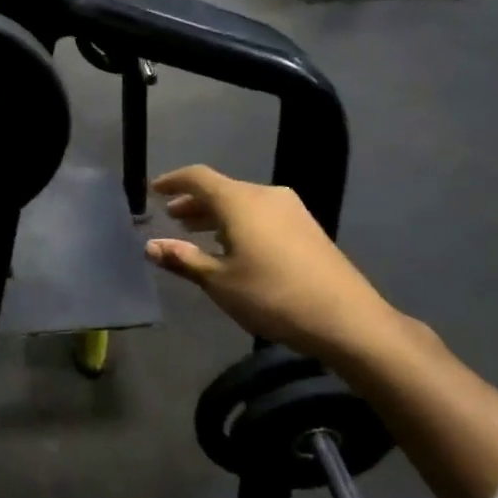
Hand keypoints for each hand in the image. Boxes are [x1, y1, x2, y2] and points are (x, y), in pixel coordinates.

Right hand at [144, 166, 402, 363]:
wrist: (347, 319)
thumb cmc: (272, 296)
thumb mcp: (219, 282)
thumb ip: (183, 259)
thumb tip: (150, 245)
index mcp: (240, 201)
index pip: (198, 177)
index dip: (172, 181)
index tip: (152, 191)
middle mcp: (266, 195)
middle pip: (222, 189)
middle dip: (193, 202)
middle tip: (171, 219)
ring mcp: (291, 210)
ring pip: (243, 203)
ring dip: (216, 215)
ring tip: (195, 234)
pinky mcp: (306, 228)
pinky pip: (261, 215)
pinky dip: (238, 223)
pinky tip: (232, 247)